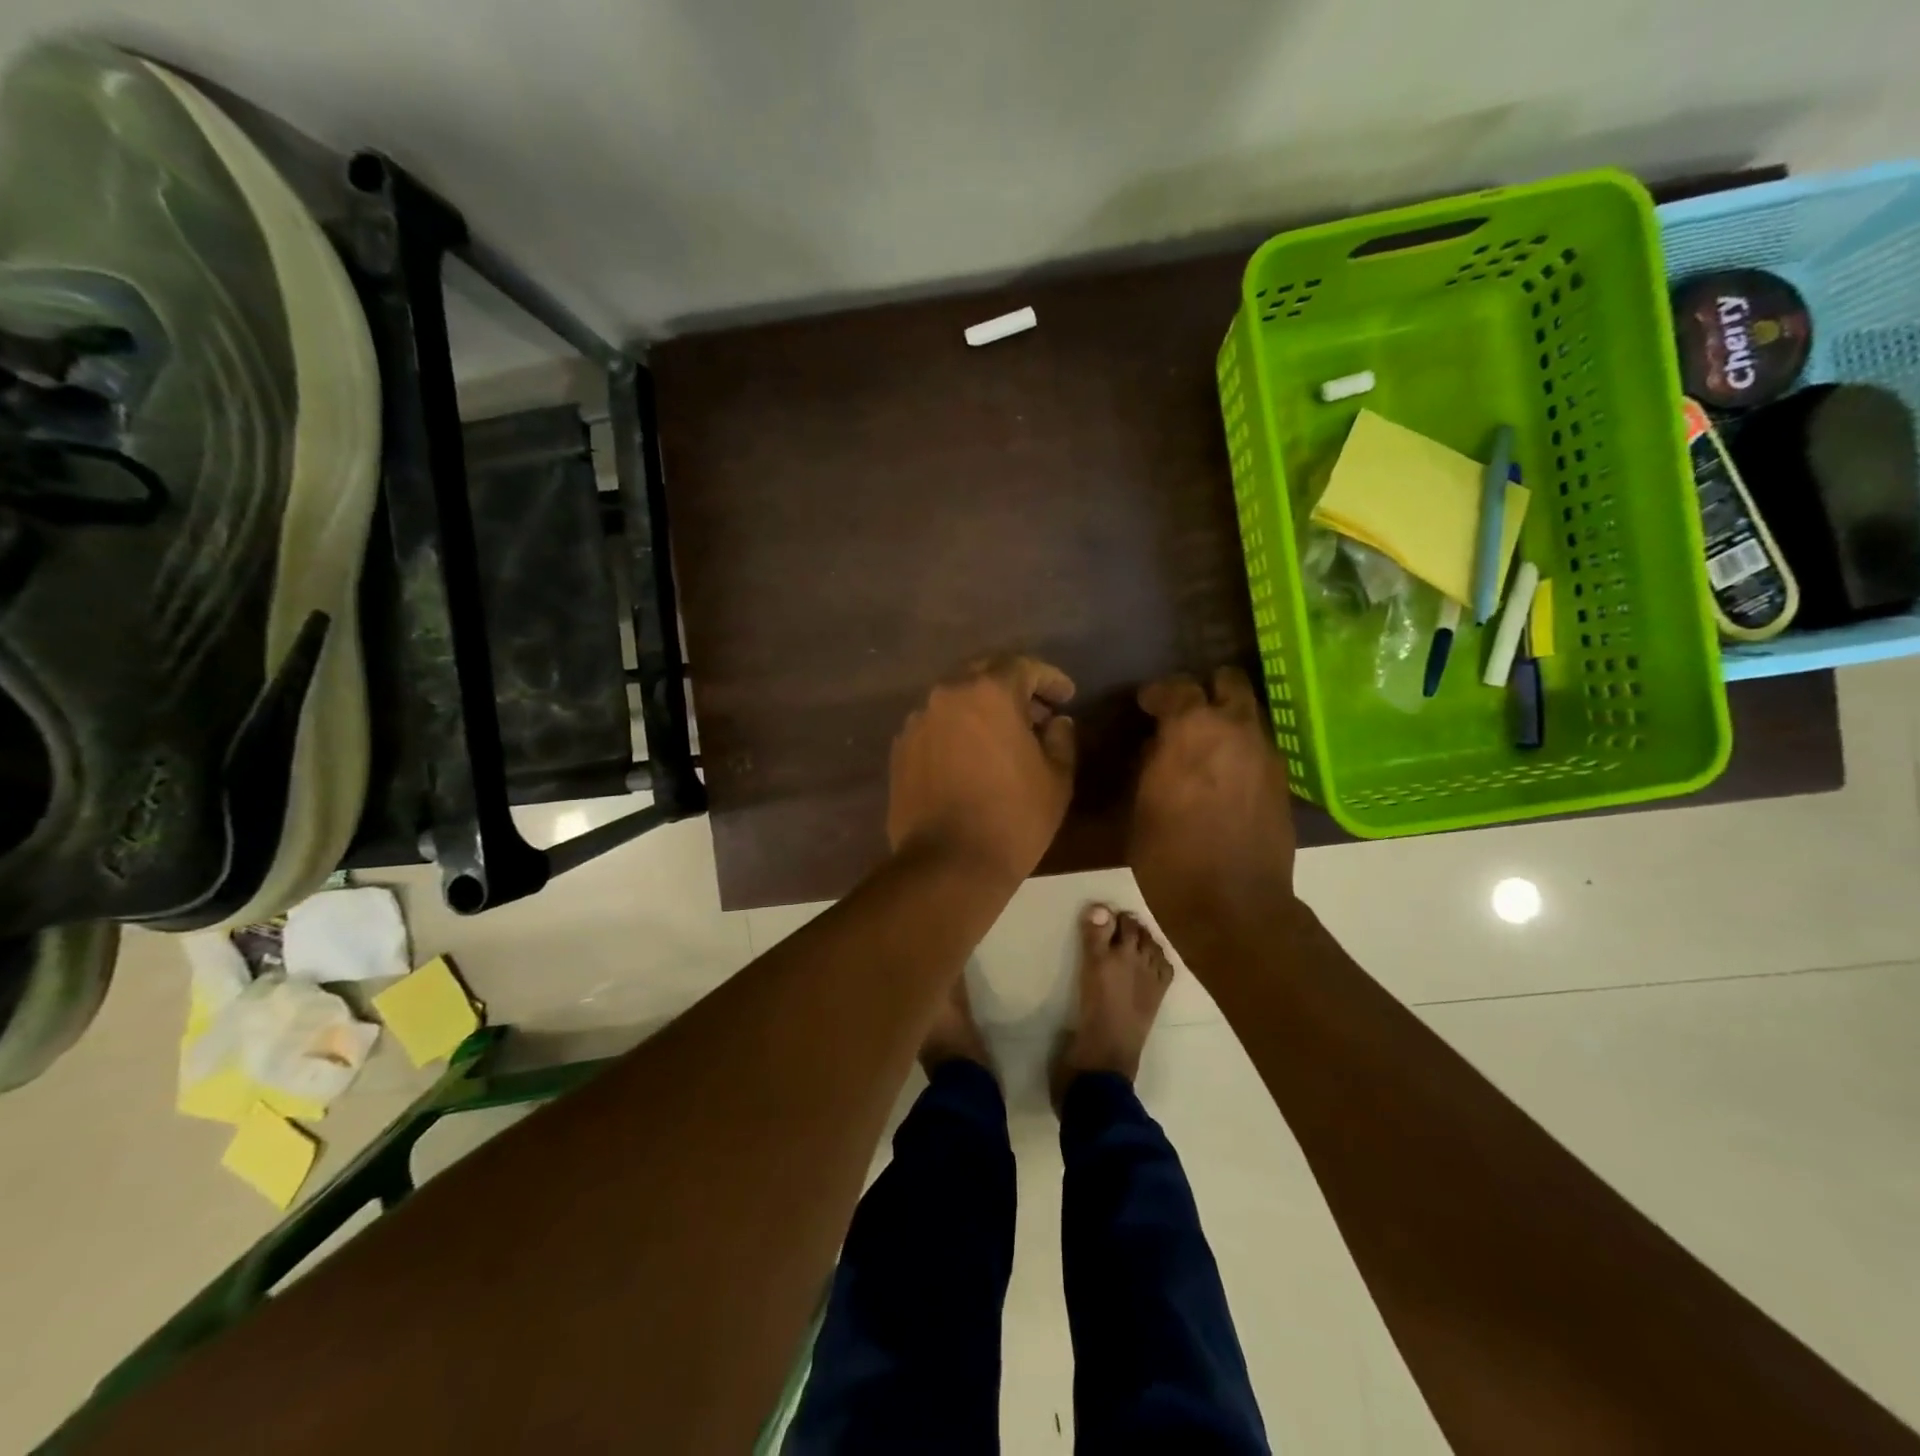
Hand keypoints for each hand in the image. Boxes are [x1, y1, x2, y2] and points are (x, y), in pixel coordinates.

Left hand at [888, 655, 1077, 883]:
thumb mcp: (1056, 778)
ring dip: (981, 709)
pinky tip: (970, 757)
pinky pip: (935, 726)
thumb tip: (1056, 722)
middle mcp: (948, 695)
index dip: (1050, 678)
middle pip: (984, 674)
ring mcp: (918, 721)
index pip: (1024, 667)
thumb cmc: (1014, 818)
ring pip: (955, 700)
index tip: (1067, 696)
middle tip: (1037, 711)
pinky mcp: (901, 749)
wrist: (948, 863)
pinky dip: (956, 731)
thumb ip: (1061, 738)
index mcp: (989, 692)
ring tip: (1002, 737)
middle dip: (1013, 687)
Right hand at [1129, 667, 1297, 940]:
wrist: (1232, 905)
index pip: (1178, 687)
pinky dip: (1241, 749)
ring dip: (1227, 719)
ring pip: (1249, 714)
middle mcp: (1235, 729)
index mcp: (1192, 729)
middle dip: (1207, 691)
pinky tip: (1224, 774)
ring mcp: (1265, 754)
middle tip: (1186, 713)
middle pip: (1229, 683)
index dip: (1159, 693)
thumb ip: (1152, 763)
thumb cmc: (1169, 857)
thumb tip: (1159, 745)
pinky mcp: (1281, 781)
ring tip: (1205, 745)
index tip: (1147, 705)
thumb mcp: (1143, 805)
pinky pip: (1259, 747)